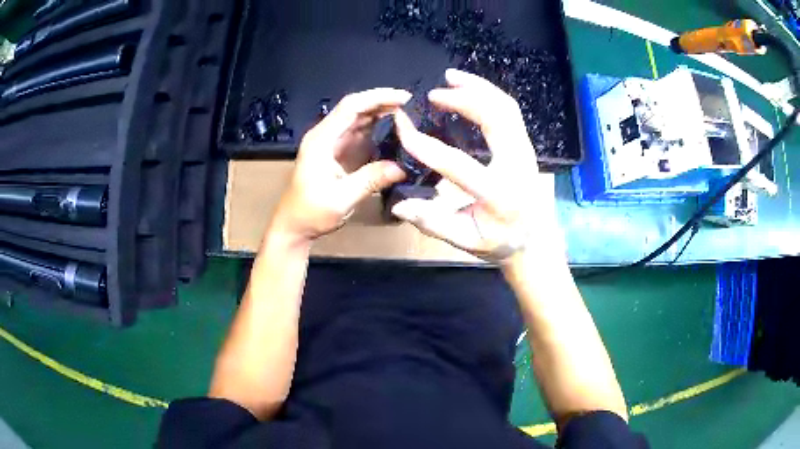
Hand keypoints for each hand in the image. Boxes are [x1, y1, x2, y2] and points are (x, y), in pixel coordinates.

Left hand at [270, 88, 410, 241]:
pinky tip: (394, 131)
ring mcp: (332, 143)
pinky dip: (377, 129)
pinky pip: (359, 134)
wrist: (294, 226)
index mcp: (321, 140)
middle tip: (410, 104)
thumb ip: (370, 180)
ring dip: (381, 113)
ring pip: (358, 119)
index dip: (377, 98)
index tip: (403, 97)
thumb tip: (402, 168)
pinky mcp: (338, 153)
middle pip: (355, 108)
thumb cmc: (311, 213)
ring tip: (408, 114)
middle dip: (382, 102)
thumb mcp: (341, 199)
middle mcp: (326, 135)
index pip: (351, 107)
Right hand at [391, 69, 560, 262]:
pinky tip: (470, 88)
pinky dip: (489, 93)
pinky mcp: (525, 144)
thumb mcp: (466, 241)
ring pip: (507, 107)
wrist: (534, 240)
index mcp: (500, 194)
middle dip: (463, 99)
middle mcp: (518, 165)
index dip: (424, 145)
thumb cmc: (500, 242)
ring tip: (451, 78)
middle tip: (433, 94)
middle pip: (496, 118)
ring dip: (478, 88)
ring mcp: (526, 151)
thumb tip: (399, 205)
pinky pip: (510, 111)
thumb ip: (433, 223)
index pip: (457, 163)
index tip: (402, 126)